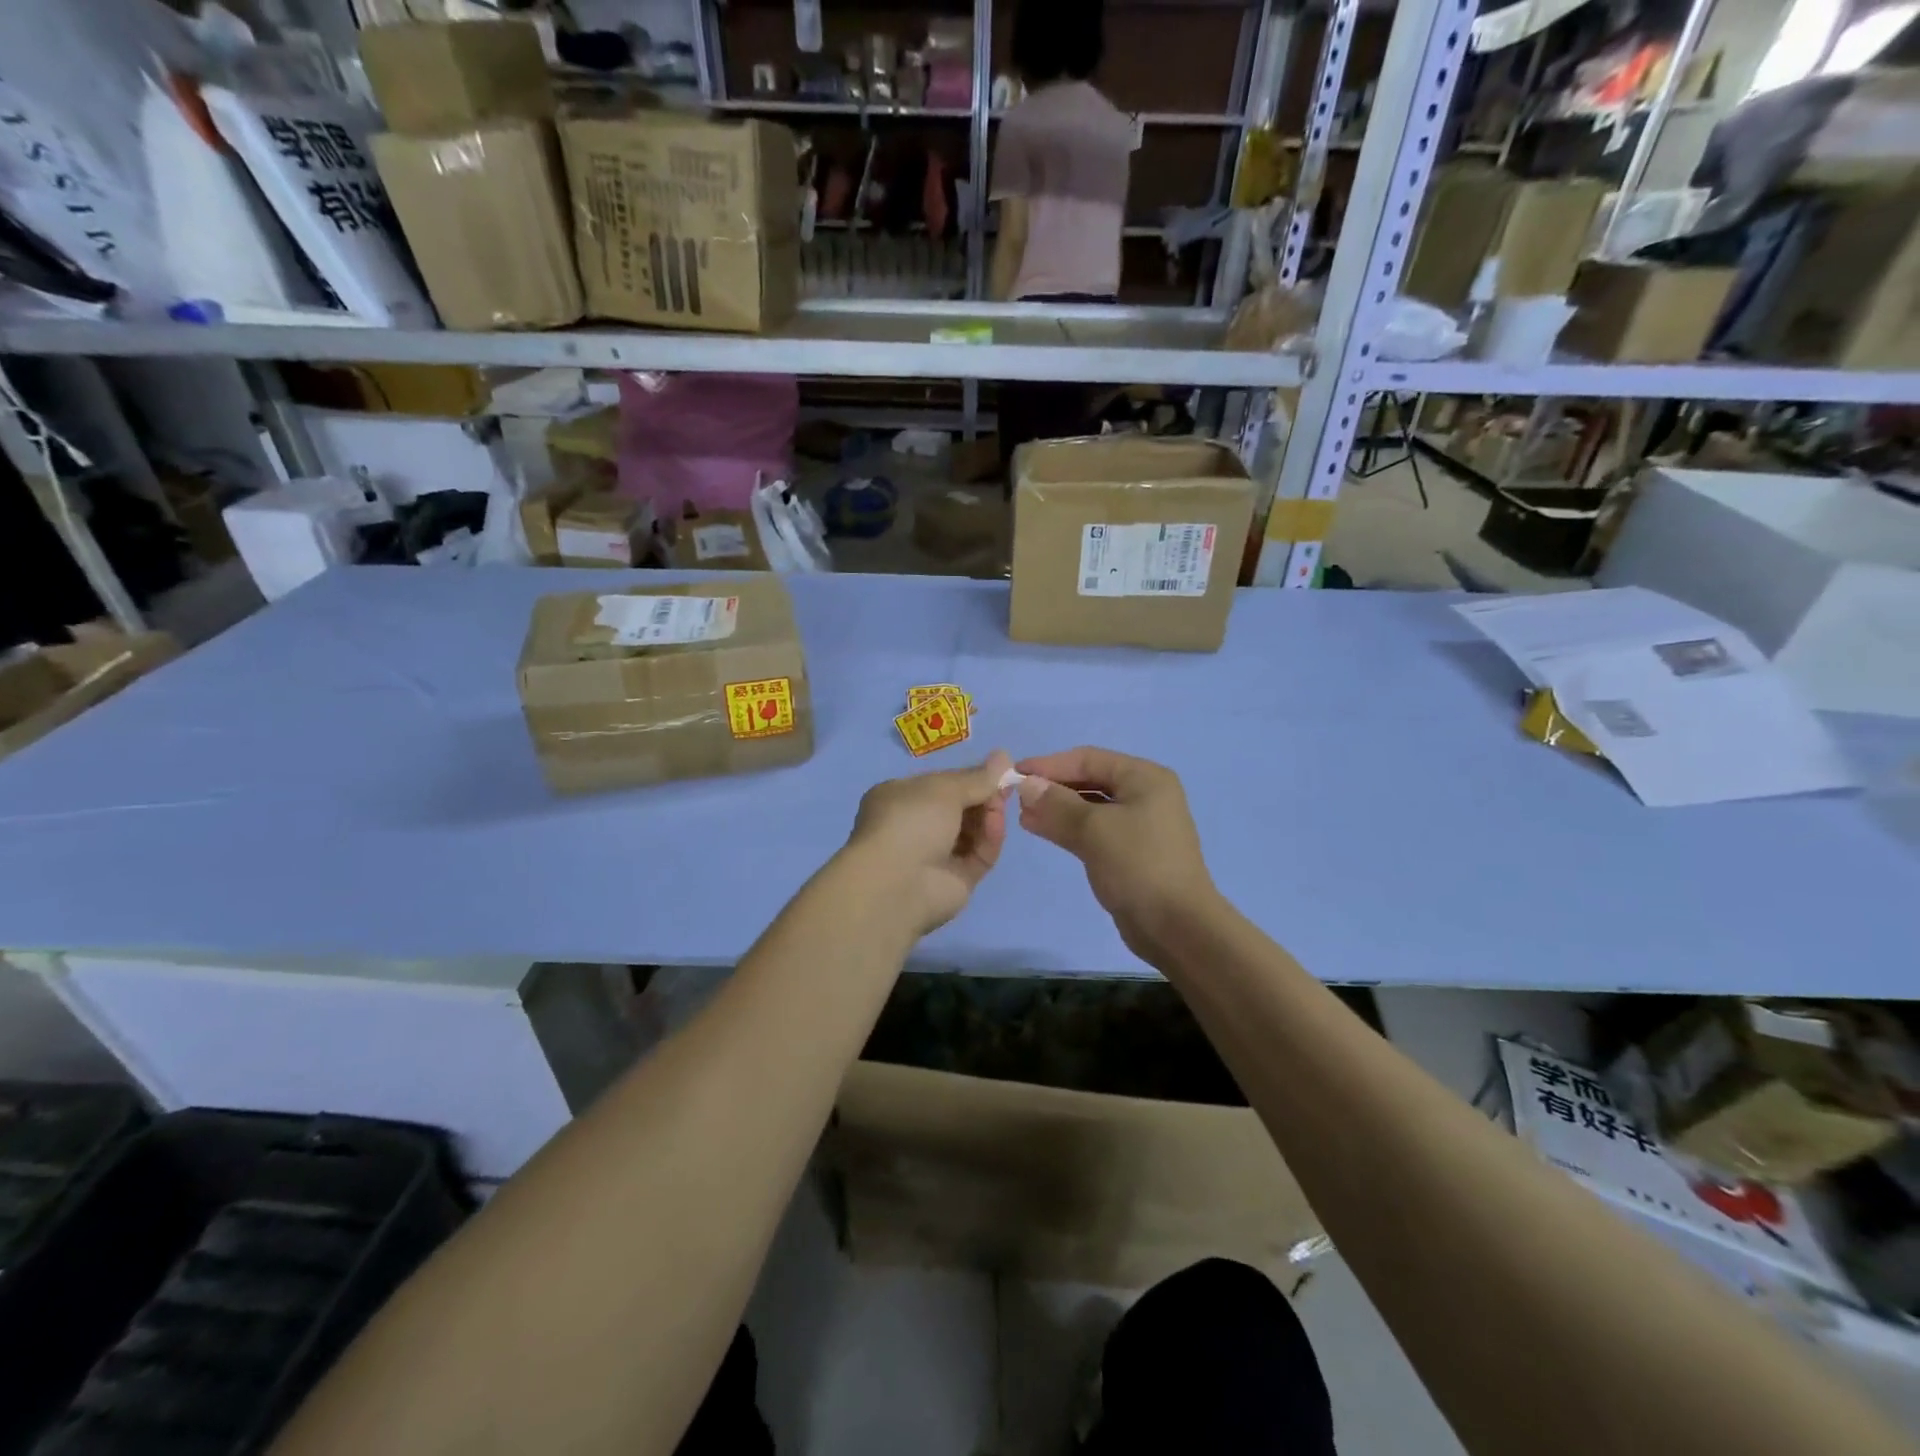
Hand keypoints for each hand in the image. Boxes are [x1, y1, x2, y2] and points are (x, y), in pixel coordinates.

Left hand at [843, 750, 1015, 936]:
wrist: (897, 883)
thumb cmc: (911, 821)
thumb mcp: (944, 788)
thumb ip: (977, 777)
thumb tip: (1004, 756)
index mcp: (900, 798)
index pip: (941, 785)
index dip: (970, 777)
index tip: (998, 770)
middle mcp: (915, 827)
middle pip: (960, 808)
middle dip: (984, 796)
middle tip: (1006, 786)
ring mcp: (935, 856)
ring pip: (972, 832)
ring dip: (989, 816)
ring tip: (1000, 806)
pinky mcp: (956, 880)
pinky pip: (979, 855)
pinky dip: (990, 840)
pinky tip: (996, 827)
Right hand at [1014, 747, 1219, 961]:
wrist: (1177, 926)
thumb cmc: (1138, 866)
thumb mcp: (1094, 829)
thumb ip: (1056, 804)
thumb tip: (1025, 785)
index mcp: (1145, 778)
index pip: (1088, 759)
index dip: (1050, 764)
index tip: (1015, 774)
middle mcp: (1145, 795)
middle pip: (1090, 780)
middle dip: (1053, 787)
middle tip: (1017, 798)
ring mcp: (1140, 825)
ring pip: (1090, 807)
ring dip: (1057, 809)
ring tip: (1024, 816)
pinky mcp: (1131, 852)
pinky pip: (1094, 830)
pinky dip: (1069, 828)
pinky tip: (1043, 831)